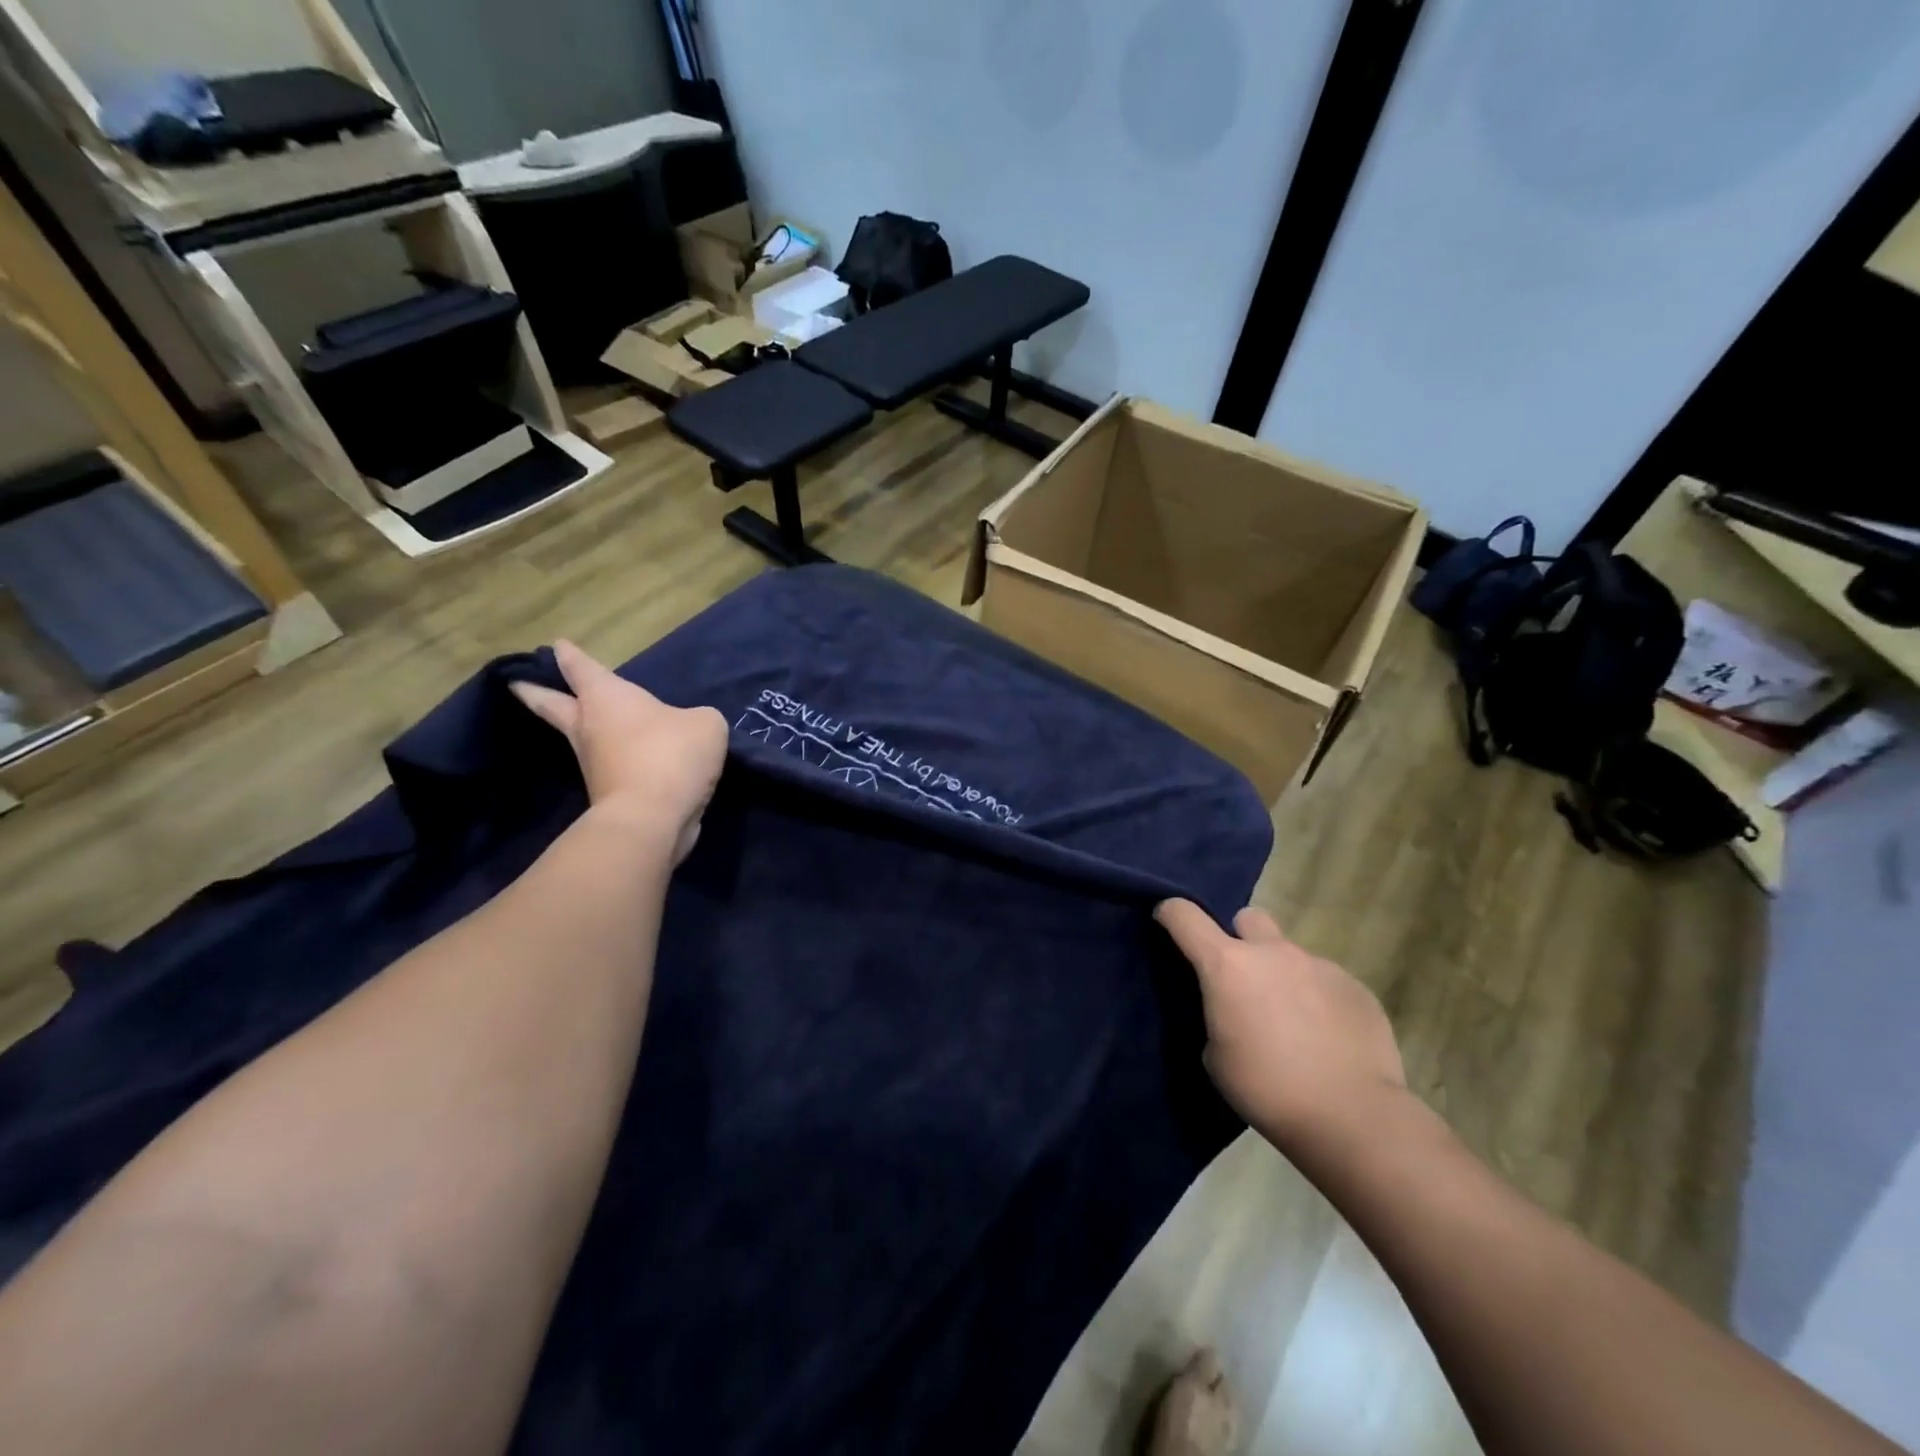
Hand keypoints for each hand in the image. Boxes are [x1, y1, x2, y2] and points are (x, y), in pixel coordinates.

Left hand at [512, 640, 727, 861]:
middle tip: (517, 683)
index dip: (569, 656)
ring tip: (589, 721)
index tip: (556, 645)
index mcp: (607, 698)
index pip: (582, 669)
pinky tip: (635, 759)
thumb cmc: (671, 755)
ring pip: (579, 738)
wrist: (650, 818)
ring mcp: (593, 763)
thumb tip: (689, 729)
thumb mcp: (705, 724)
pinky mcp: (606, 793)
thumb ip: (698, 718)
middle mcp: (590, 726)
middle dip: (535, 691)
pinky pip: (610, 767)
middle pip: (553, 704)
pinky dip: (616, 760)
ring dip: (580, 729)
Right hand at [1155, 900, 1407, 1152]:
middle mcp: (1272, 952)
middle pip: (1248, 919)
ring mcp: (1319, 966)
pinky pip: (1327, 982)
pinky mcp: (1356, 987)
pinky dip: (1319, 1000)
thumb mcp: (1216, 1056)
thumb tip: (1234, 1009)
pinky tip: (1327, 1038)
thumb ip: (1218, 1015)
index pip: (1185, 915)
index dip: (1171, 913)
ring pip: (1291, 955)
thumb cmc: (1267, 1088)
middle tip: (1244, 979)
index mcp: (1227, 965)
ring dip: (1283, 977)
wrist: (1352, 1117)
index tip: (1167, 922)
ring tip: (1294, 1023)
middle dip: (1241, 939)